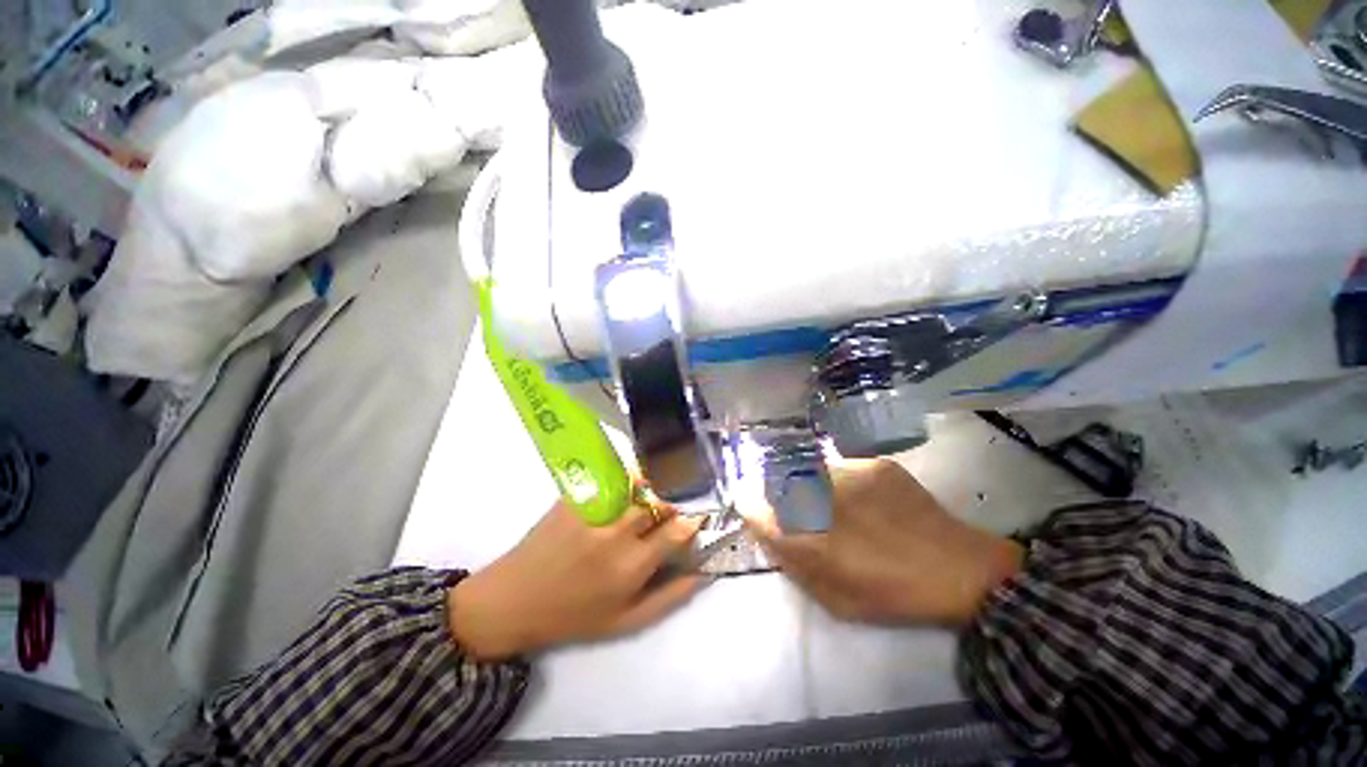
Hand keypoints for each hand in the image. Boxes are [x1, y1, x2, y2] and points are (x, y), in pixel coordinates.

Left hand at [447, 499, 706, 659]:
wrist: (514, 599)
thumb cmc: (574, 615)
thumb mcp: (626, 622)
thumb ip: (670, 598)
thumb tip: (703, 573)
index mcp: (632, 565)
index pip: (677, 529)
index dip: (692, 521)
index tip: (695, 520)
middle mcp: (617, 531)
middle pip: (660, 501)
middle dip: (673, 502)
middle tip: (671, 509)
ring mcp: (595, 509)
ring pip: (639, 483)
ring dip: (653, 486)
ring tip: (652, 493)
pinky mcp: (576, 495)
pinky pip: (612, 477)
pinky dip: (627, 478)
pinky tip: (627, 487)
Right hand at [747, 459, 1022, 627]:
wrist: (960, 570)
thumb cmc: (893, 594)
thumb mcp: (834, 598)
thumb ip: (794, 564)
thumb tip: (768, 532)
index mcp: (808, 536)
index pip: (754, 509)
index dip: (751, 508)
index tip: (755, 510)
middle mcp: (820, 497)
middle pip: (778, 483)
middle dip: (780, 495)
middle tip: (802, 512)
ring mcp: (849, 474)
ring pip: (810, 472)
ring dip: (812, 487)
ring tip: (839, 506)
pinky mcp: (874, 464)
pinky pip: (842, 468)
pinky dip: (843, 482)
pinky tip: (866, 499)